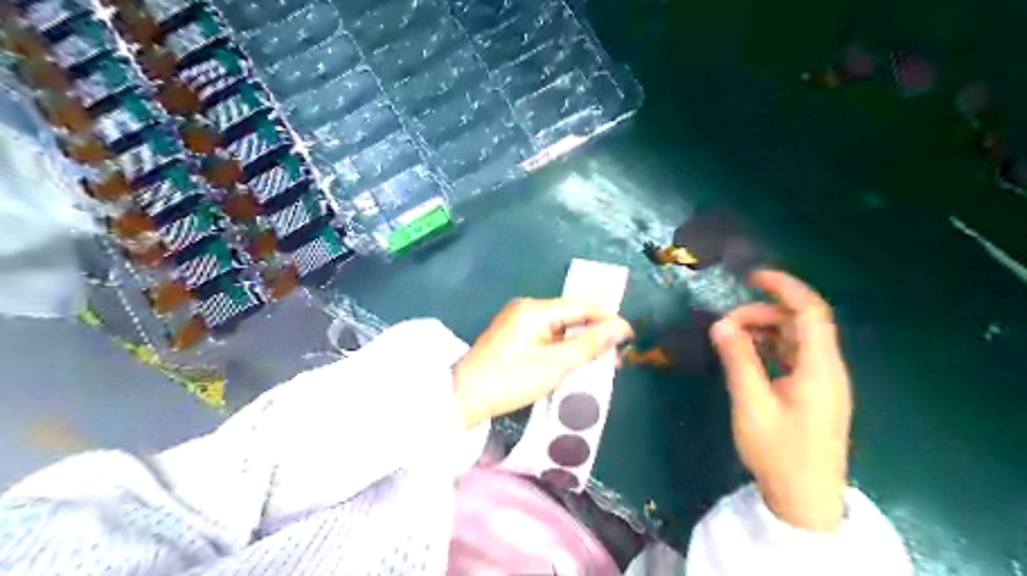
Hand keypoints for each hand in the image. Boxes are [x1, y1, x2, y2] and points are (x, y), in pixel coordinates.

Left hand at [451, 300, 631, 430]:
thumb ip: (590, 344)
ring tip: (599, 365)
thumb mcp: (556, 364)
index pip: (581, 305)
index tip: (630, 337)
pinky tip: (574, 363)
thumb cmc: (511, 380)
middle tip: (614, 360)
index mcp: (536, 309)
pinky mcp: (515, 335)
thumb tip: (621, 327)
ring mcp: (519, 321)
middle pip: (572, 315)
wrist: (465, 398)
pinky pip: (548, 335)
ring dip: (580, 344)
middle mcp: (527, 308)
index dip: (608, 319)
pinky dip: (563, 348)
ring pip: (561, 327)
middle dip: (595, 334)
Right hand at [716, 271, 849, 531]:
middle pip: (800, 323)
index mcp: (819, 368)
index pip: (810, 311)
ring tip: (730, 337)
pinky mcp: (811, 392)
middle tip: (725, 324)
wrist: (805, 498)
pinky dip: (768, 347)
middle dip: (762, 313)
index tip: (752, 276)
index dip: (785, 287)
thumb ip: (738, 360)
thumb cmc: (779, 452)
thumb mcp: (751, 403)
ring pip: (794, 339)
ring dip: (763, 330)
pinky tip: (745, 354)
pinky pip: (791, 355)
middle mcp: (826, 368)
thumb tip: (721, 324)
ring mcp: (820, 380)